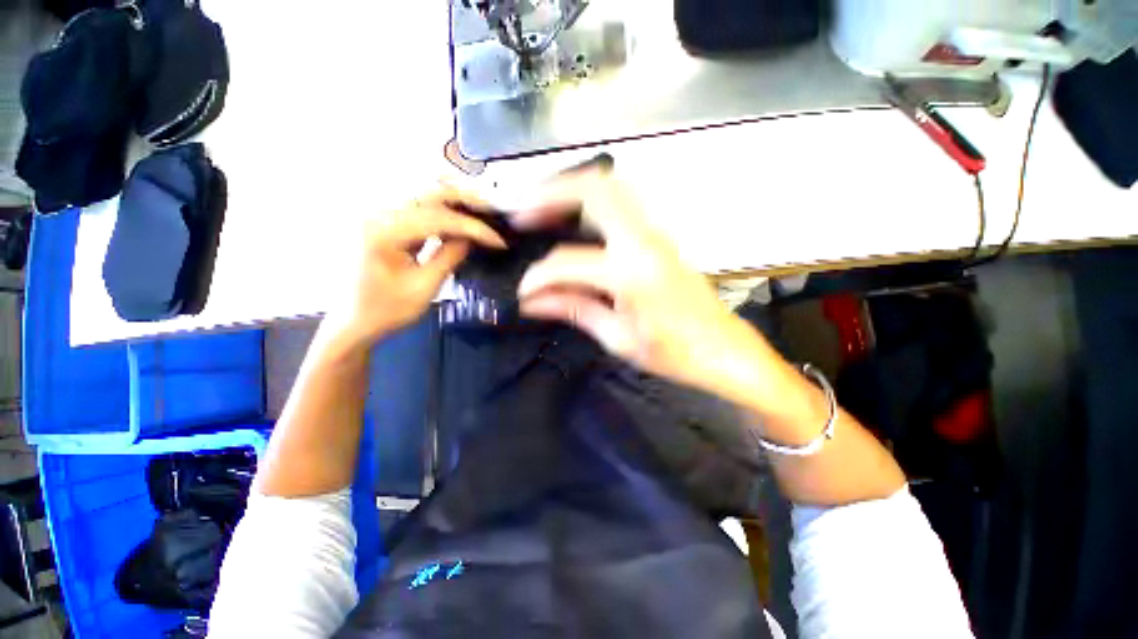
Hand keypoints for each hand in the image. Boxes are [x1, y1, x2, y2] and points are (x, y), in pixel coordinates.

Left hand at [324, 188, 504, 348]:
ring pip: (426, 197)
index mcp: (385, 232)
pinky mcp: (387, 222)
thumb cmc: (388, 310)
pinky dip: (445, 212)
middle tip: (494, 212)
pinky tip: (463, 219)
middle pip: (429, 193)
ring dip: (457, 203)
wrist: (355, 321)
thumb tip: (473, 237)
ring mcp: (381, 216)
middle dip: (466, 201)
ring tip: (484, 213)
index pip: (439, 218)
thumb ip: (450, 256)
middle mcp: (380, 214)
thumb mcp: (425, 287)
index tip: (499, 241)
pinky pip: (421, 209)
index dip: (474, 228)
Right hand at [515, 170, 764, 394]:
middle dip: (551, 193)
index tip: (522, 291)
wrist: (722, 348)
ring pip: (610, 188)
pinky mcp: (659, 238)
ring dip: (571, 191)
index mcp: (632, 274)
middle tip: (521, 212)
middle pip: (595, 189)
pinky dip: (590, 203)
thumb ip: (574, 310)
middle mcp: (644, 242)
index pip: (568, 262)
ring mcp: (655, 234)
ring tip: (541, 209)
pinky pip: (620, 205)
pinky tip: (572, 220)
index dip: (537, 276)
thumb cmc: (673, 353)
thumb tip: (532, 302)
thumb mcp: (618, 338)